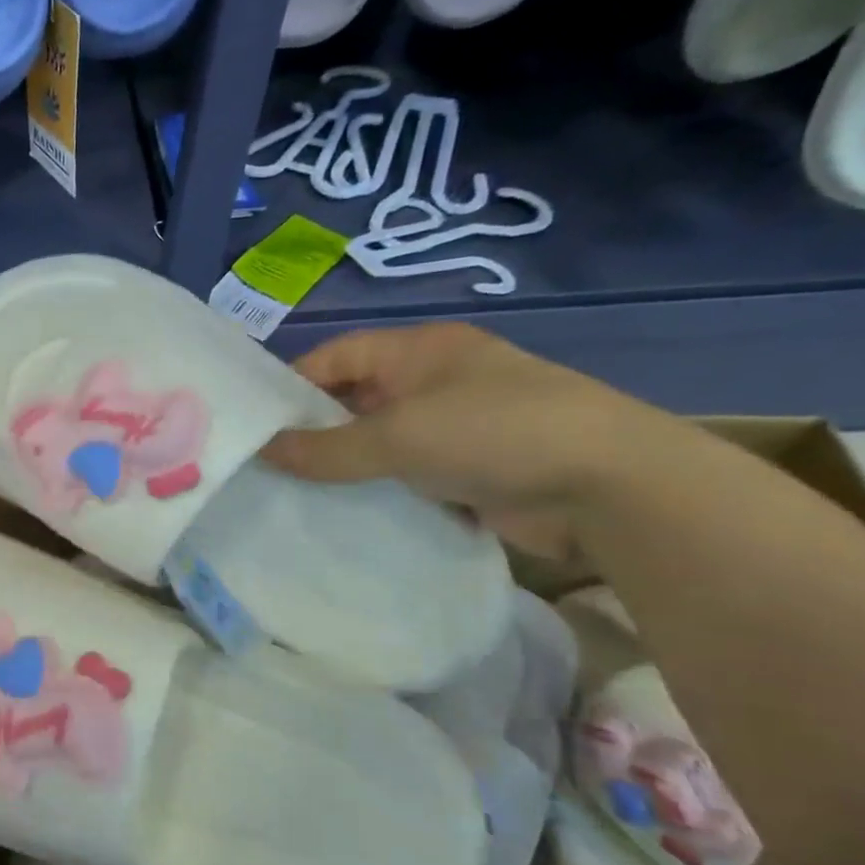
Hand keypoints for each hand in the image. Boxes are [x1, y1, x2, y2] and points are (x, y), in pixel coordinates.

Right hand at [261, 324, 681, 556]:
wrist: (610, 487)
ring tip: (293, 491)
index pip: (336, 355)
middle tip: (264, 462)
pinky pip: (406, 475)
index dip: (292, 383)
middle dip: (313, 429)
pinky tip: (344, 512)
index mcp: (419, 351)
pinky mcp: (471, 470)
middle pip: (354, 399)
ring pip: (378, 442)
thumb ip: (325, 447)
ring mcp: (456, 426)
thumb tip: (262, 452)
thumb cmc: (494, 432)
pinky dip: (377, 490)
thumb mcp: (397, 435)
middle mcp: (434, 381)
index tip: (254, 421)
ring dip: (344, 465)